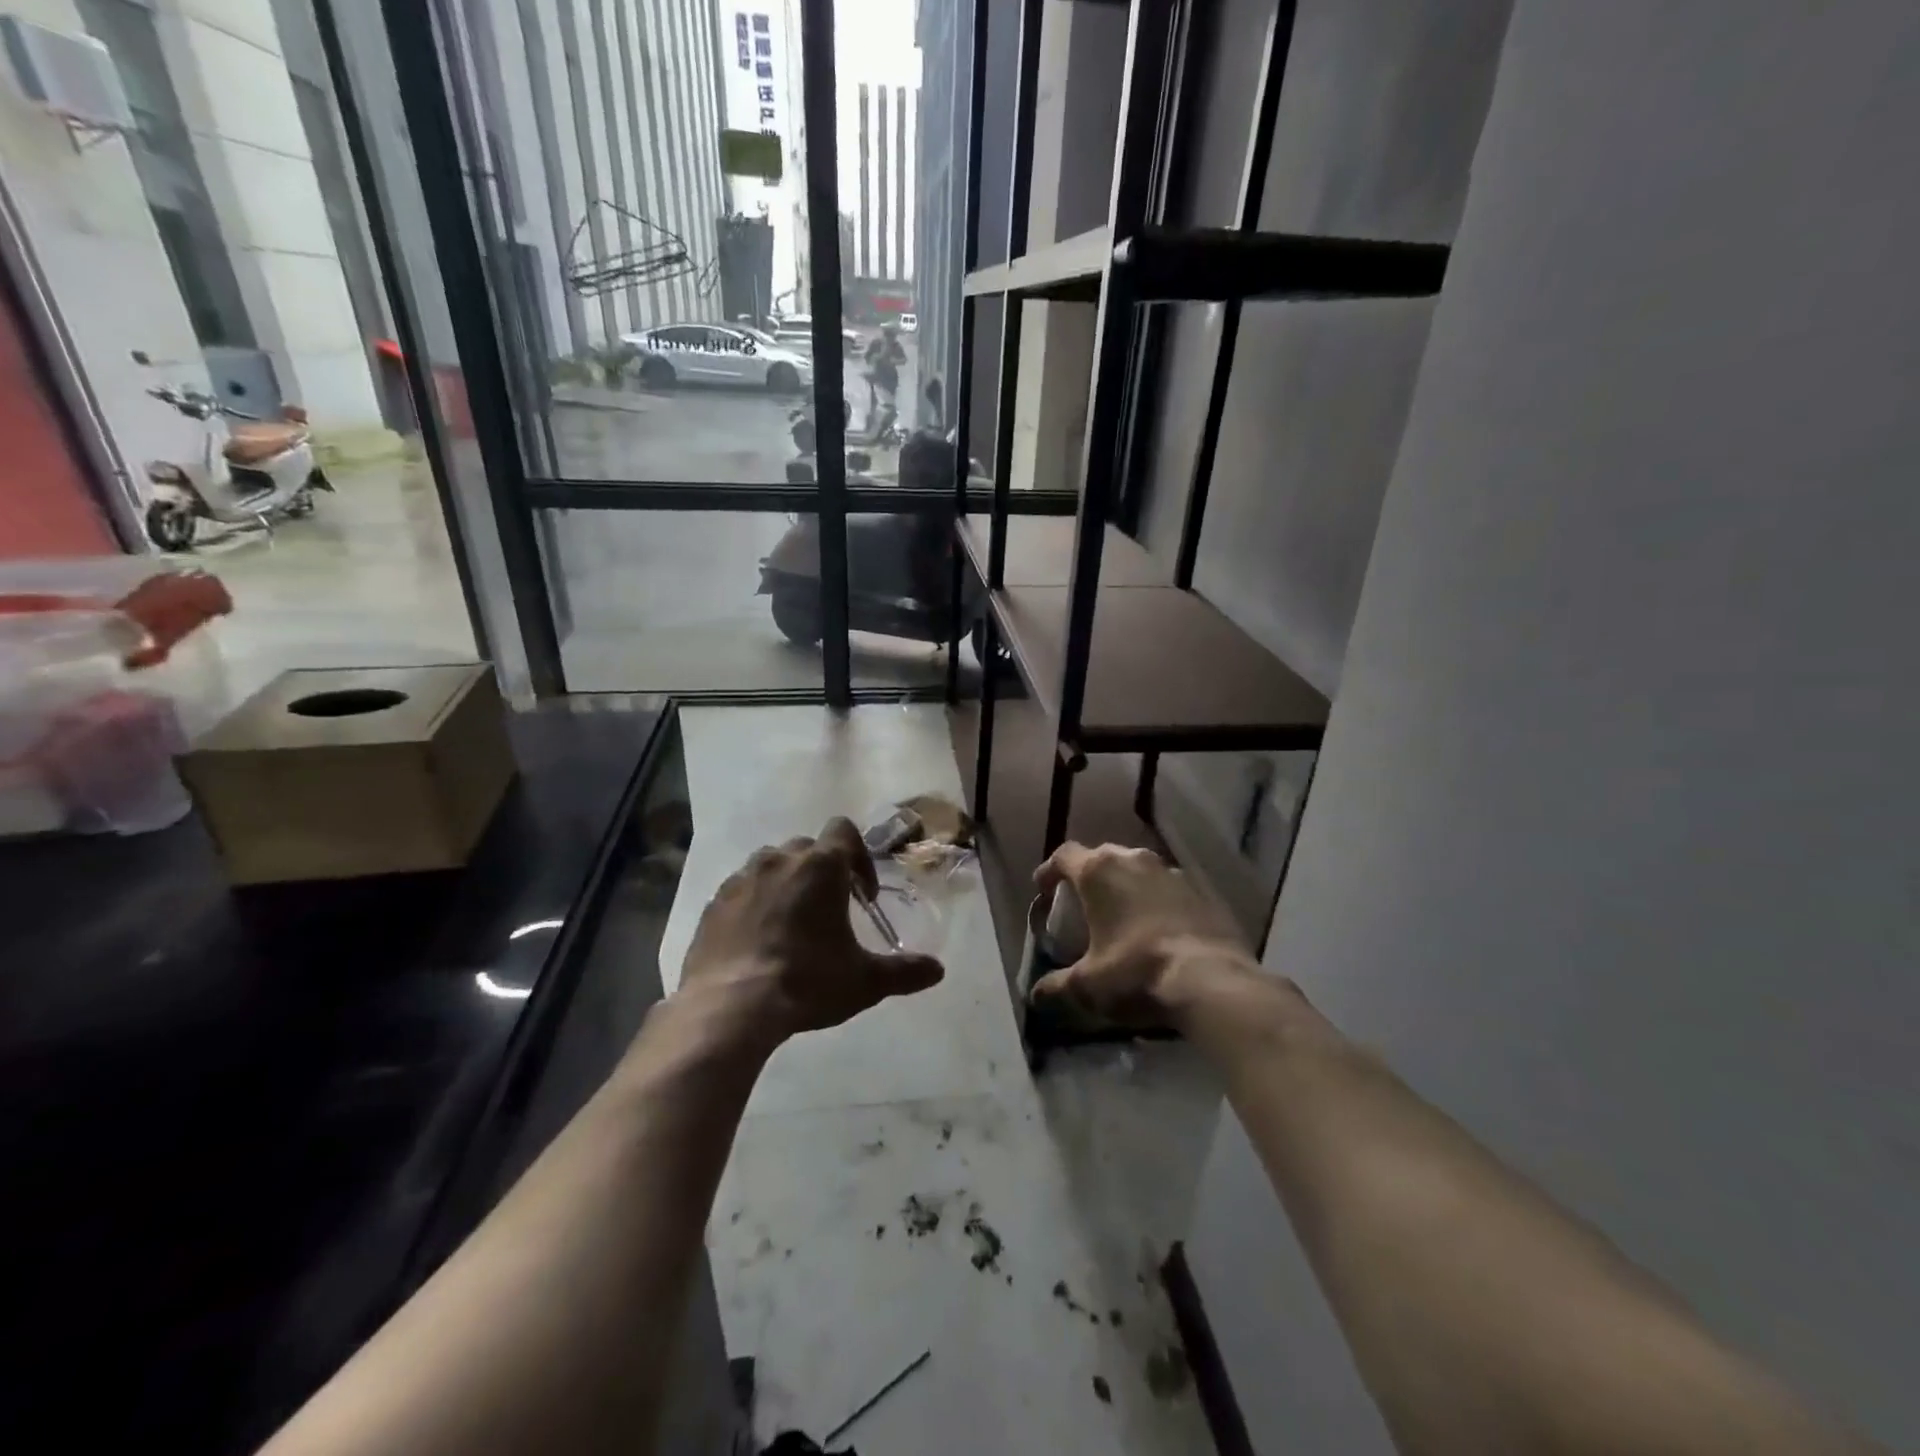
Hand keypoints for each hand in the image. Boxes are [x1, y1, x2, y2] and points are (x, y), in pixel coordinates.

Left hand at [680, 817, 944, 1044]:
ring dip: (786, 883)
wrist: (729, 1007)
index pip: (844, 830)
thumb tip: (938, 971)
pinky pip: (742, 890)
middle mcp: (780, 860)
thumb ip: (904, 972)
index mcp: (820, 866)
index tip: (862, 895)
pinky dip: (754, 904)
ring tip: (791, 924)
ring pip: (771, 865)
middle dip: (822, 871)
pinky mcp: (714, 903)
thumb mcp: (864, 981)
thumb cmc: (806, 982)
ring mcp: (742, 879)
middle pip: (808, 848)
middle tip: (830, 911)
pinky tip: (758, 941)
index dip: (859, 856)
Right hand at [1030, 843, 1254, 1025]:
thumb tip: (1036, 994)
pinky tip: (1160, 929)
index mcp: (1099, 871)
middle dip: (1089, 876)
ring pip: (1139, 870)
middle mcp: (1134, 860)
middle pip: (1102, 856)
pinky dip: (1158, 902)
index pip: (1064, 855)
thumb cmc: (1137, 972)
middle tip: (1083, 904)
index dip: (1050, 871)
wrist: (1212, 982)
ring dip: (1127, 886)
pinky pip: (1170, 889)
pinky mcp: (1203, 891)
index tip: (1044, 890)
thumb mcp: (1087, 985)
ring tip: (1123, 916)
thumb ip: (1056, 986)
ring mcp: (1173, 872)